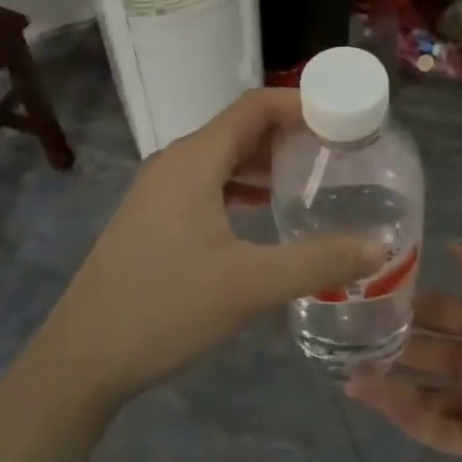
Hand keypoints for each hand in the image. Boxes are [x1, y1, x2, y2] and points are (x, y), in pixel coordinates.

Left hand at [35, 89, 382, 410]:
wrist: (82, 358)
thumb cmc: (166, 307)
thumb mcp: (250, 285)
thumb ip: (318, 261)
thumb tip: (379, 248)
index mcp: (194, 160)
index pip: (255, 106)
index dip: (300, 103)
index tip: (343, 117)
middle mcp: (174, 163)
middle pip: (238, 129)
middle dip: (288, 133)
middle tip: (337, 150)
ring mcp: (157, 191)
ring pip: (220, 159)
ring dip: (263, 162)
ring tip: (309, 178)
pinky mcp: (151, 218)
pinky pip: (204, 185)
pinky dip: (239, 187)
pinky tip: (262, 213)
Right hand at [347, 245, 461, 461]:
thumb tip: (451, 245)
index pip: (439, 310)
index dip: (408, 302)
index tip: (369, 295)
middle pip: (425, 349)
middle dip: (391, 343)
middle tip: (349, 338)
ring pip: (422, 390)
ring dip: (389, 382)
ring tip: (351, 376)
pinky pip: (435, 427)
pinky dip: (407, 415)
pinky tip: (379, 401)